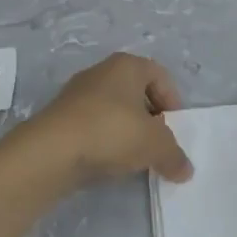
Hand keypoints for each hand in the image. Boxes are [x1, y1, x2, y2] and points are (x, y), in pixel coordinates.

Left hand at [24, 53, 193, 185]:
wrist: (50, 151)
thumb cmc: (111, 132)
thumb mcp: (155, 145)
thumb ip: (175, 156)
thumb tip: (186, 170)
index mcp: (127, 65)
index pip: (161, 76)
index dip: (172, 102)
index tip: (174, 128)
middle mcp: (101, 72)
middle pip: (136, 93)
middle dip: (150, 118)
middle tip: (156, 143)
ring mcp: (77, 94)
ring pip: (113, 110)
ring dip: (127, 131)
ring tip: (133, 157)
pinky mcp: (60, 118)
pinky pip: (93, 126)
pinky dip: (104, 141)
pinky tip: (107, 161)